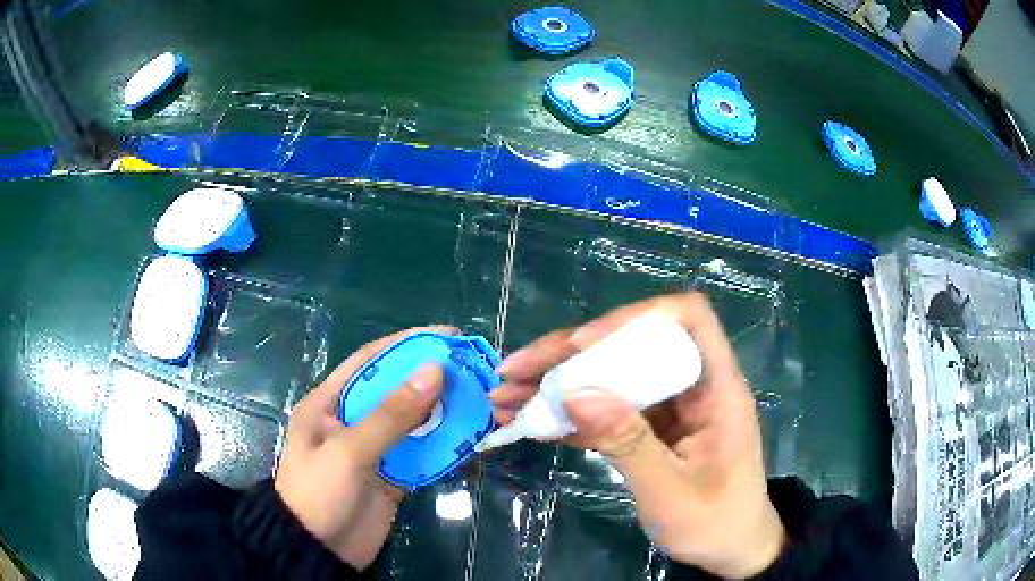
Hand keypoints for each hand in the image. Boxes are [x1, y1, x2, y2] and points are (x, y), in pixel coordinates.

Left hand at [274, 327, 449, 569]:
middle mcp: (353, 419)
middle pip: (397, 389)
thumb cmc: (319, 494)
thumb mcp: (349, 451)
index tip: (446, 336)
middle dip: (432, 378)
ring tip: (480, 401)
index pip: (371, 360)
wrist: (318, 551)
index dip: (407, 344)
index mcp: (331, 402)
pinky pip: (422, 453)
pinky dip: (444, 446)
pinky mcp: (392, 475)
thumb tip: (434, 370)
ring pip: (414, 422)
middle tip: (473, 370)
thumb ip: (390, 415)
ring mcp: (374, 449)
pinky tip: (468, 438)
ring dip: (443, 412)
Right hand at [490, 293, 785, 578]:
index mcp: (715, 388)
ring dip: (556, 383)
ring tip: (504, 396)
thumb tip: (576, 394)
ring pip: (610, 376)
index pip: (686, 318)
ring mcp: (666, 407)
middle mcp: (689, 386)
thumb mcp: (672, 493)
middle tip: (512, 372)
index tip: (582, 345)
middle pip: (630, 345)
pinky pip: (605, 409)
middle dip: (568, 354)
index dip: (635, 318)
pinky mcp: (648, 429)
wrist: (730, 549)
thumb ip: (629, 443)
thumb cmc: (714, 522)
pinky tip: (528, 421)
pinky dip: (567, 413)